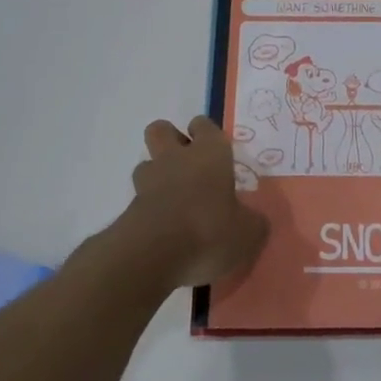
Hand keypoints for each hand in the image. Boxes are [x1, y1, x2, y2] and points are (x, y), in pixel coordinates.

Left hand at [118, 117, 269, 291]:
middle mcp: (176, 159)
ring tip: (174, 200)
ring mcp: (148, 182)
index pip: (203, 125)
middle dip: (170, 140)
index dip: (206, 133)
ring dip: (157, 176)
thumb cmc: (209, 231)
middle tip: (187, 165)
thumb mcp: (248, 234)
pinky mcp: (128, 209)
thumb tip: (252, 221)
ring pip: (147, 164)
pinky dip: (150, 209)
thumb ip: (252, 223)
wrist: (152, 255)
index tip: (213, 149)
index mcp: (210, 153)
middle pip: (161, 130)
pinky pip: (140, 199)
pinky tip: (164, 231)